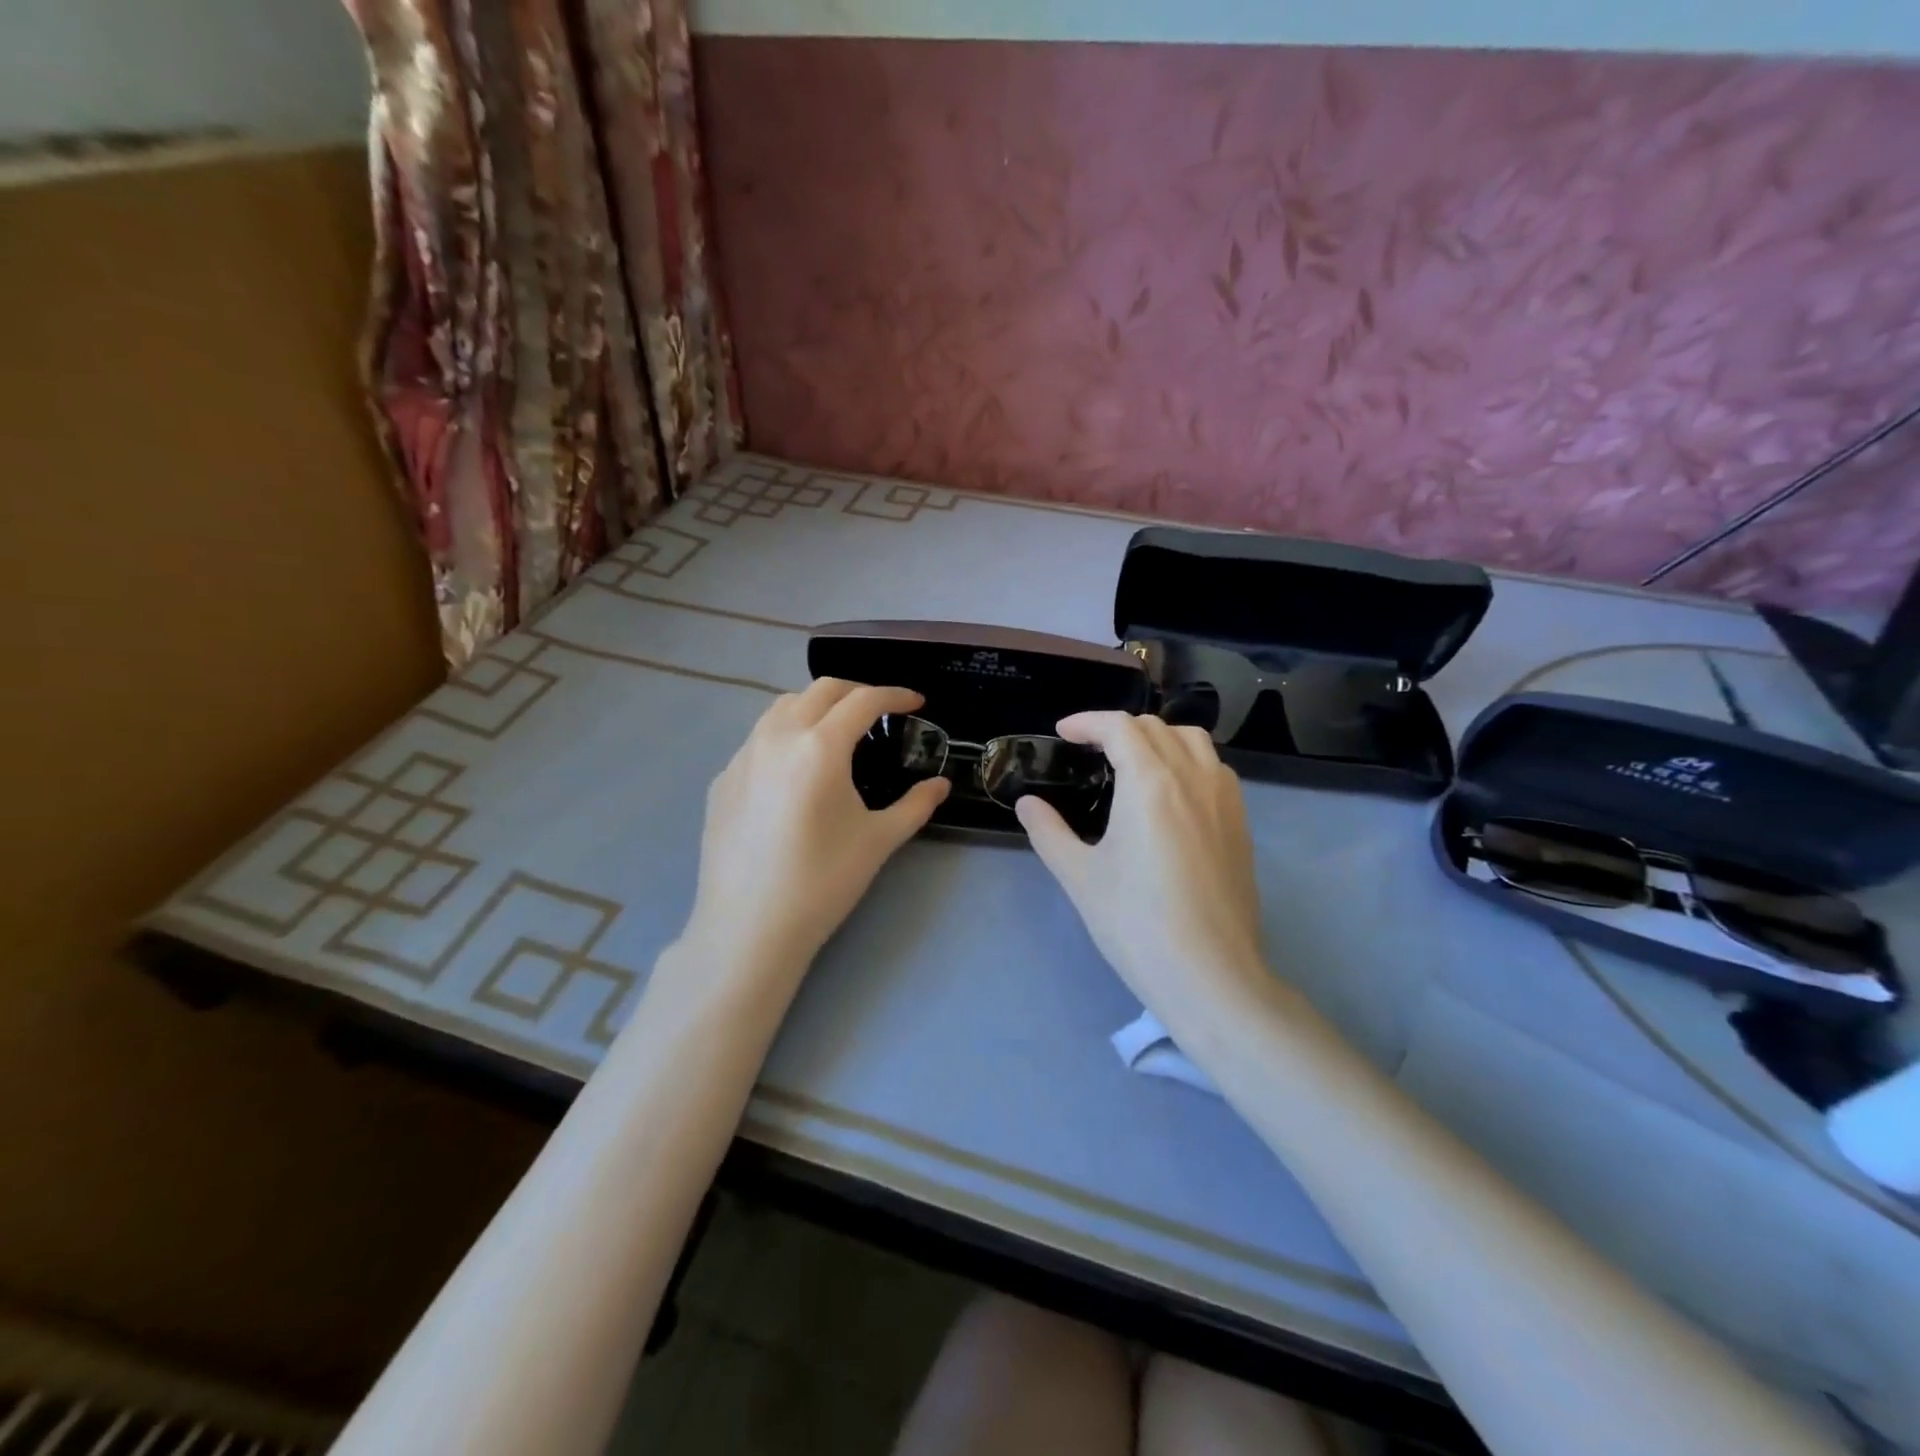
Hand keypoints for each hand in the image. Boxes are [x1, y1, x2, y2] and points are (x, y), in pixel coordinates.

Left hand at [681, 679, 949, 980]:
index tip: (917, 702)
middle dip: (856, 691)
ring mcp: (742, 756)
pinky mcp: (722, 779)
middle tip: (880, 712)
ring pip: (782, 707)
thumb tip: (941, 784)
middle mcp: (777, 736)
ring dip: (816, 706)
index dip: (895, 695)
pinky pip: (758, 740)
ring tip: (836, 731)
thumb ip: (916, 805)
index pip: (863, 700)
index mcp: (819, 746)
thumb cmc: (822, 882)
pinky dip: (785, 736)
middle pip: (820, 690)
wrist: (748, 927)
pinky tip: (794, 773)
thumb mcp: (879, 841)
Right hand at [1016, 713, 1266, 1026]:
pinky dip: (1188, 762)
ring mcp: (1225, 799)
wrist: (1210, 974)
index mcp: (1151, 782)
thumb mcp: (1080, 876)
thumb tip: (1027, 804)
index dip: (1087, 722)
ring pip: (1193, 741)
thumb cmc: (1136, 923)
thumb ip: (1048, 831)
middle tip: (1089, 752)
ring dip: (1158, 738)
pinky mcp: (1241, 824)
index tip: (1063, 734)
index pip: (1119, 727)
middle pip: (1156, 727)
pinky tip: (1171, 797)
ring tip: (1133, 764)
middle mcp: (1193, 777)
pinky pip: (1215, 770)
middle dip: (1118, 729)